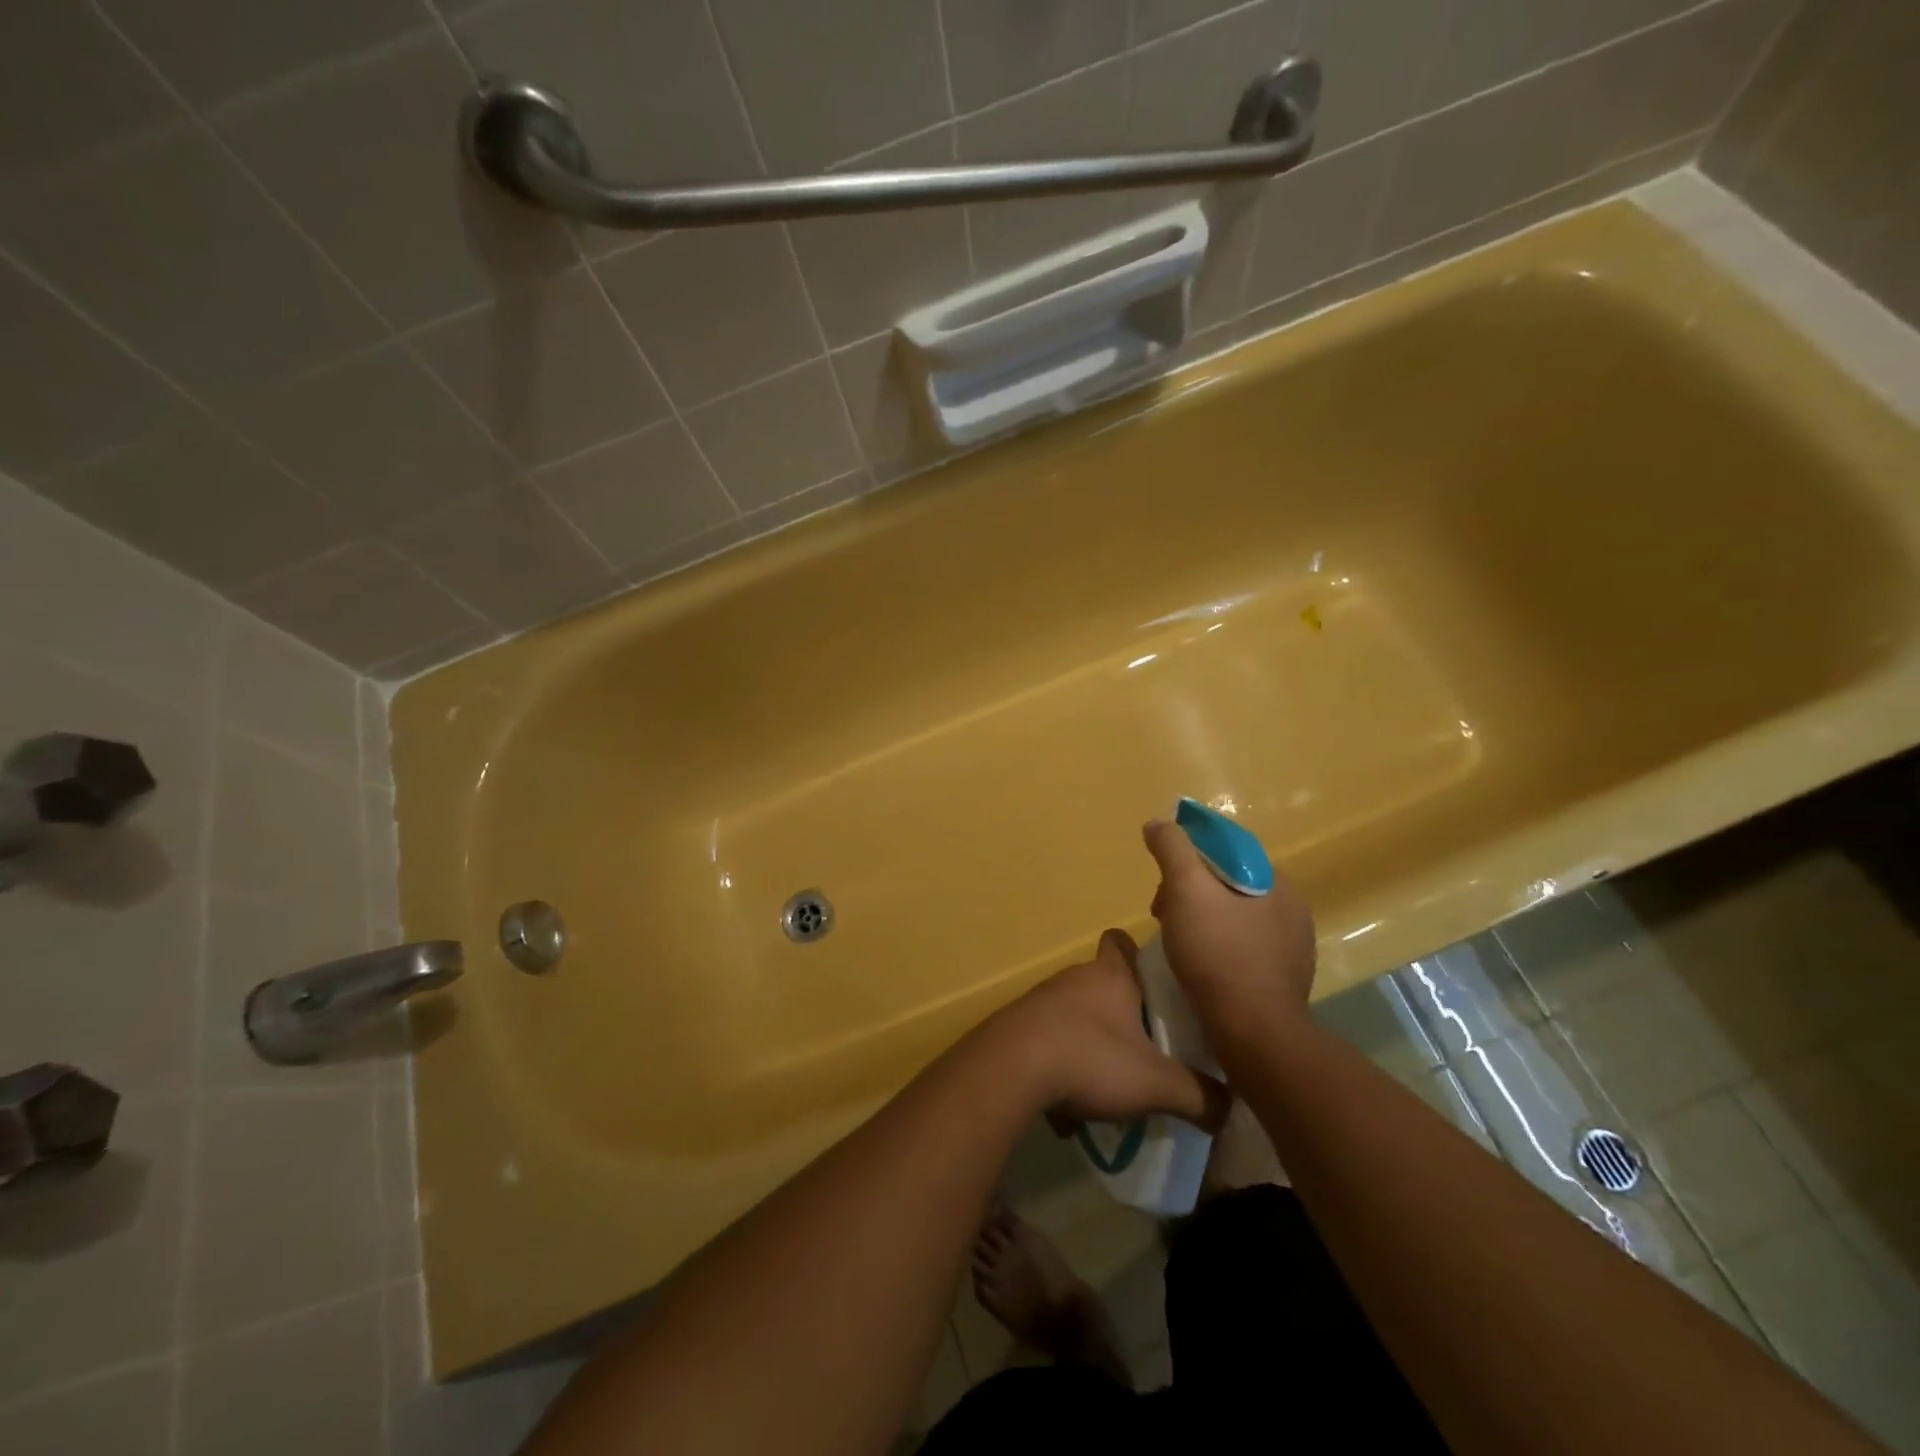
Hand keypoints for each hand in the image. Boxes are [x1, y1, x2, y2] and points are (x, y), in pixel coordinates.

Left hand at [984, 930, 1228, 1133]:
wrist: (1010, 1068)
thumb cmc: (1090, 1058)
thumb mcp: (1157, 1084)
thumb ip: (1199, 1096)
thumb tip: (1228, 1108)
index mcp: (1110, 977)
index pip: (1122, 942)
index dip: (1138, 955)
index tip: (1154, 981)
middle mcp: (1074, 978)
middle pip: (1101, 983)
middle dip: (1121, 1011)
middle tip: (1145, 1047)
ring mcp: (1041, 1000)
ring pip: (1074, 1014)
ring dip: (1090, 1041)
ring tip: (1109, 1082)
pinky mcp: (1017, 1026)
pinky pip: (1047, 1041)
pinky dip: (1060, 1065)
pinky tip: (1067, 1105)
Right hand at [1142, 818, 1316, 1041]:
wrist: (1255, 1033)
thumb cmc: (1218, 954)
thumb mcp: (1186, 890)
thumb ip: (1172, 849)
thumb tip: (1159, 823)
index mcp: (1274, 882)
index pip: (1226, 850)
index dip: (1187, 858)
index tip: (1162, 884)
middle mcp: (1291, 909)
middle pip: (1227, 884)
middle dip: (1189, 893)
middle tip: (1161, 916)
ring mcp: (1292, 947)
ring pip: (1234, 917)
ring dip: (1201, 922)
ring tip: (1176, 946)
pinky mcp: (1284, 979)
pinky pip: (1243, 948)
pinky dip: (1217, 949)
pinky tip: (1200, 968)